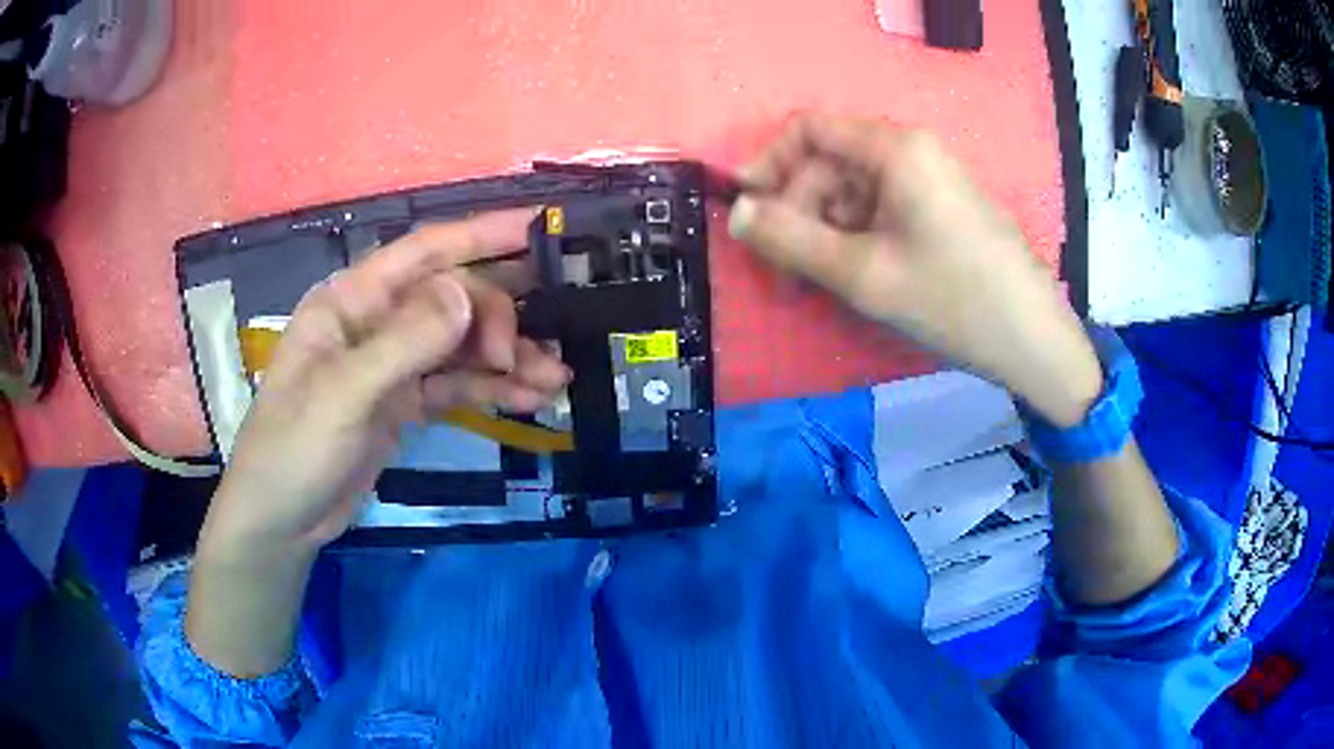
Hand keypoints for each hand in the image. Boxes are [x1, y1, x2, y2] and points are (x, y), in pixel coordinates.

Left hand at [199, 209, 570, 558]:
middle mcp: (376, 321)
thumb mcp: (344, 395)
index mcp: (352, 300)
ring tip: (554, 380)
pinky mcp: (404, 403)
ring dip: (508, 359)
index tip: (539, 227)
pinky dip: (492, 390)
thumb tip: (467, 293)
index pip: (424, 252)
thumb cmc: (294, 449)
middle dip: (499, 319)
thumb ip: (404, 343)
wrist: (281, 521)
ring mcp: (392, 364)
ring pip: (461, 345)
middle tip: (531, 356)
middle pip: (452, 300)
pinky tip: (529, 400)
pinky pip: (456, 385)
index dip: (481, 235)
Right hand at [728, 113, 1102, 426]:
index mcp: (895, 148)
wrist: (1034, 341)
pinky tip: (858, 278)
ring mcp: (930, 180)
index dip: (769, 164)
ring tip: (822, 285)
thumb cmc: (952, 300)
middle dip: (799, 212)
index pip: (809, 129)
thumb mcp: (862, 274)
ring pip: (854, 192)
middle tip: (786, 274)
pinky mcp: (941, 209)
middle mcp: (912, 151)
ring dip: (826, 232)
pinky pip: (883, 210)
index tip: (747, 212)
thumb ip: (790, 240)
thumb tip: (736, 213)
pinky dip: (858, 239)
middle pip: (831, 164)